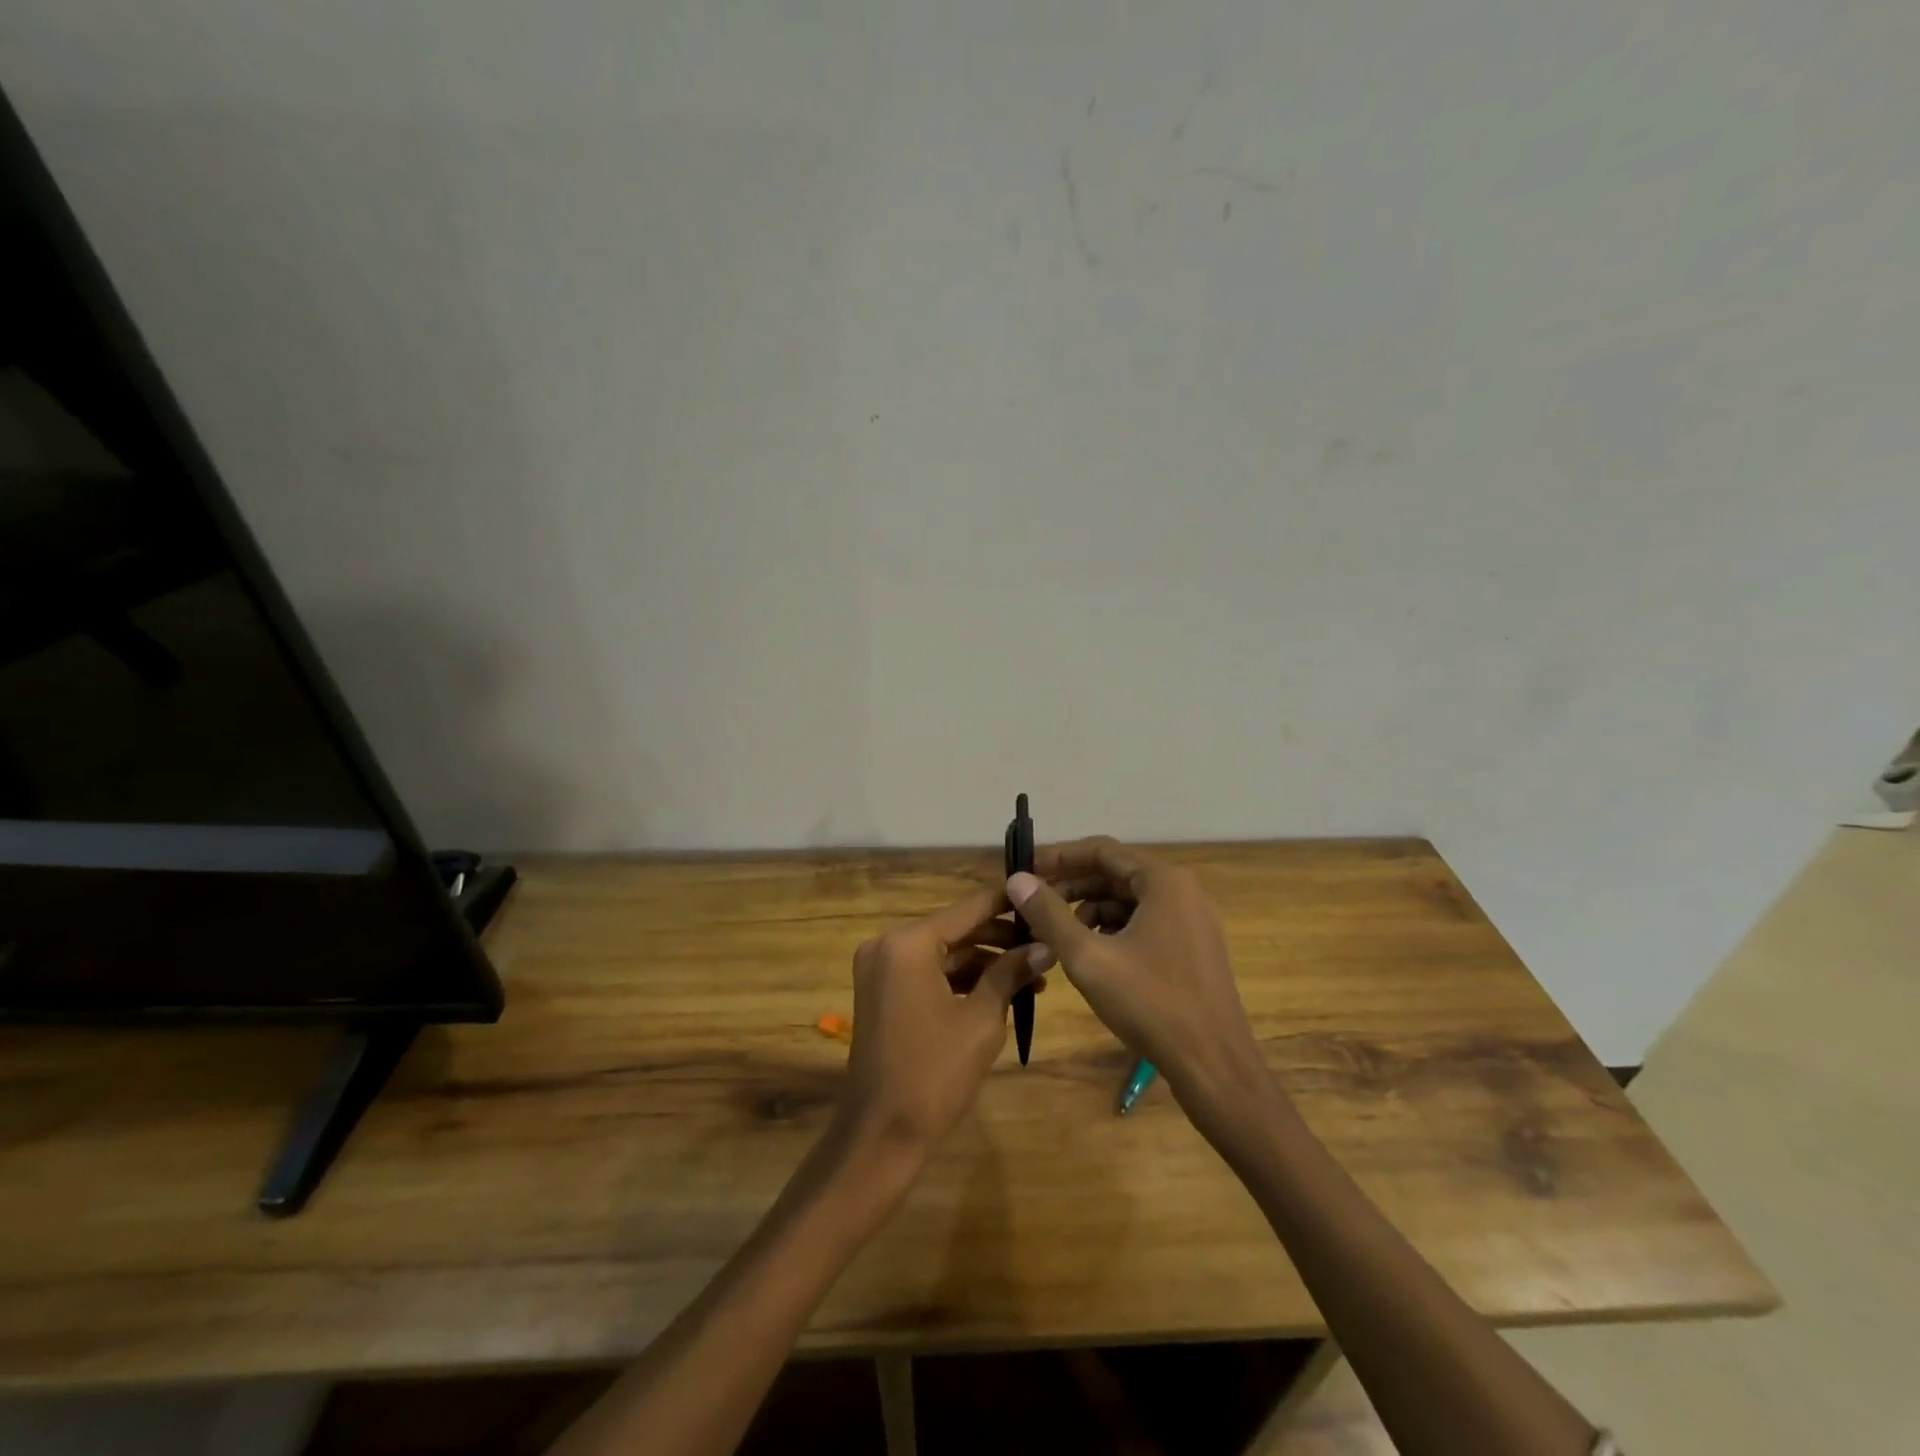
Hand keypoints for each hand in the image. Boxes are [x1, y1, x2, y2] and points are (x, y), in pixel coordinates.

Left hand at [840, 887, 1052, 1160]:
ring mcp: (881, 970)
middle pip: (955, 930)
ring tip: (1034, 976)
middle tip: (1046, 945)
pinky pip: (928, 974)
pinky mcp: (883, 994)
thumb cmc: (934, 1073)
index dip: (1006, 904)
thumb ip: (1010, 974)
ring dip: (985, 963)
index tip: (1040, 895)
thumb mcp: (982, 1020)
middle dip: (1001, 939)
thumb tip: (1045, 946)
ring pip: (944, 954)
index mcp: (908, 943)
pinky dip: (961, 980)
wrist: (881, 1134)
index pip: (967, 910)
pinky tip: (1002, 992)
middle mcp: (888, 945)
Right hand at [1008, 837, 1266, 1114]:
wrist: (1214, 1066)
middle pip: (1115, 873)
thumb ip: (1049, 914)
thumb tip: (1017, 879)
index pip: (1101, 850)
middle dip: (1071, 886)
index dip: (1058, 857)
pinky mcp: (1193, 948)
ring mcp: (1191, 920)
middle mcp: (1182, 891)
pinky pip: (1144, 922)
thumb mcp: (1088, 958)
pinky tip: (1089, 953)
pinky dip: (1113, 929)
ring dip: (1089, 909)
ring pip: (1129, 900)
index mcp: (1163, 882)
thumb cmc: (1151, 1005)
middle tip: (1032, 903)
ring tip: (1055, 933)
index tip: (1024, 871)